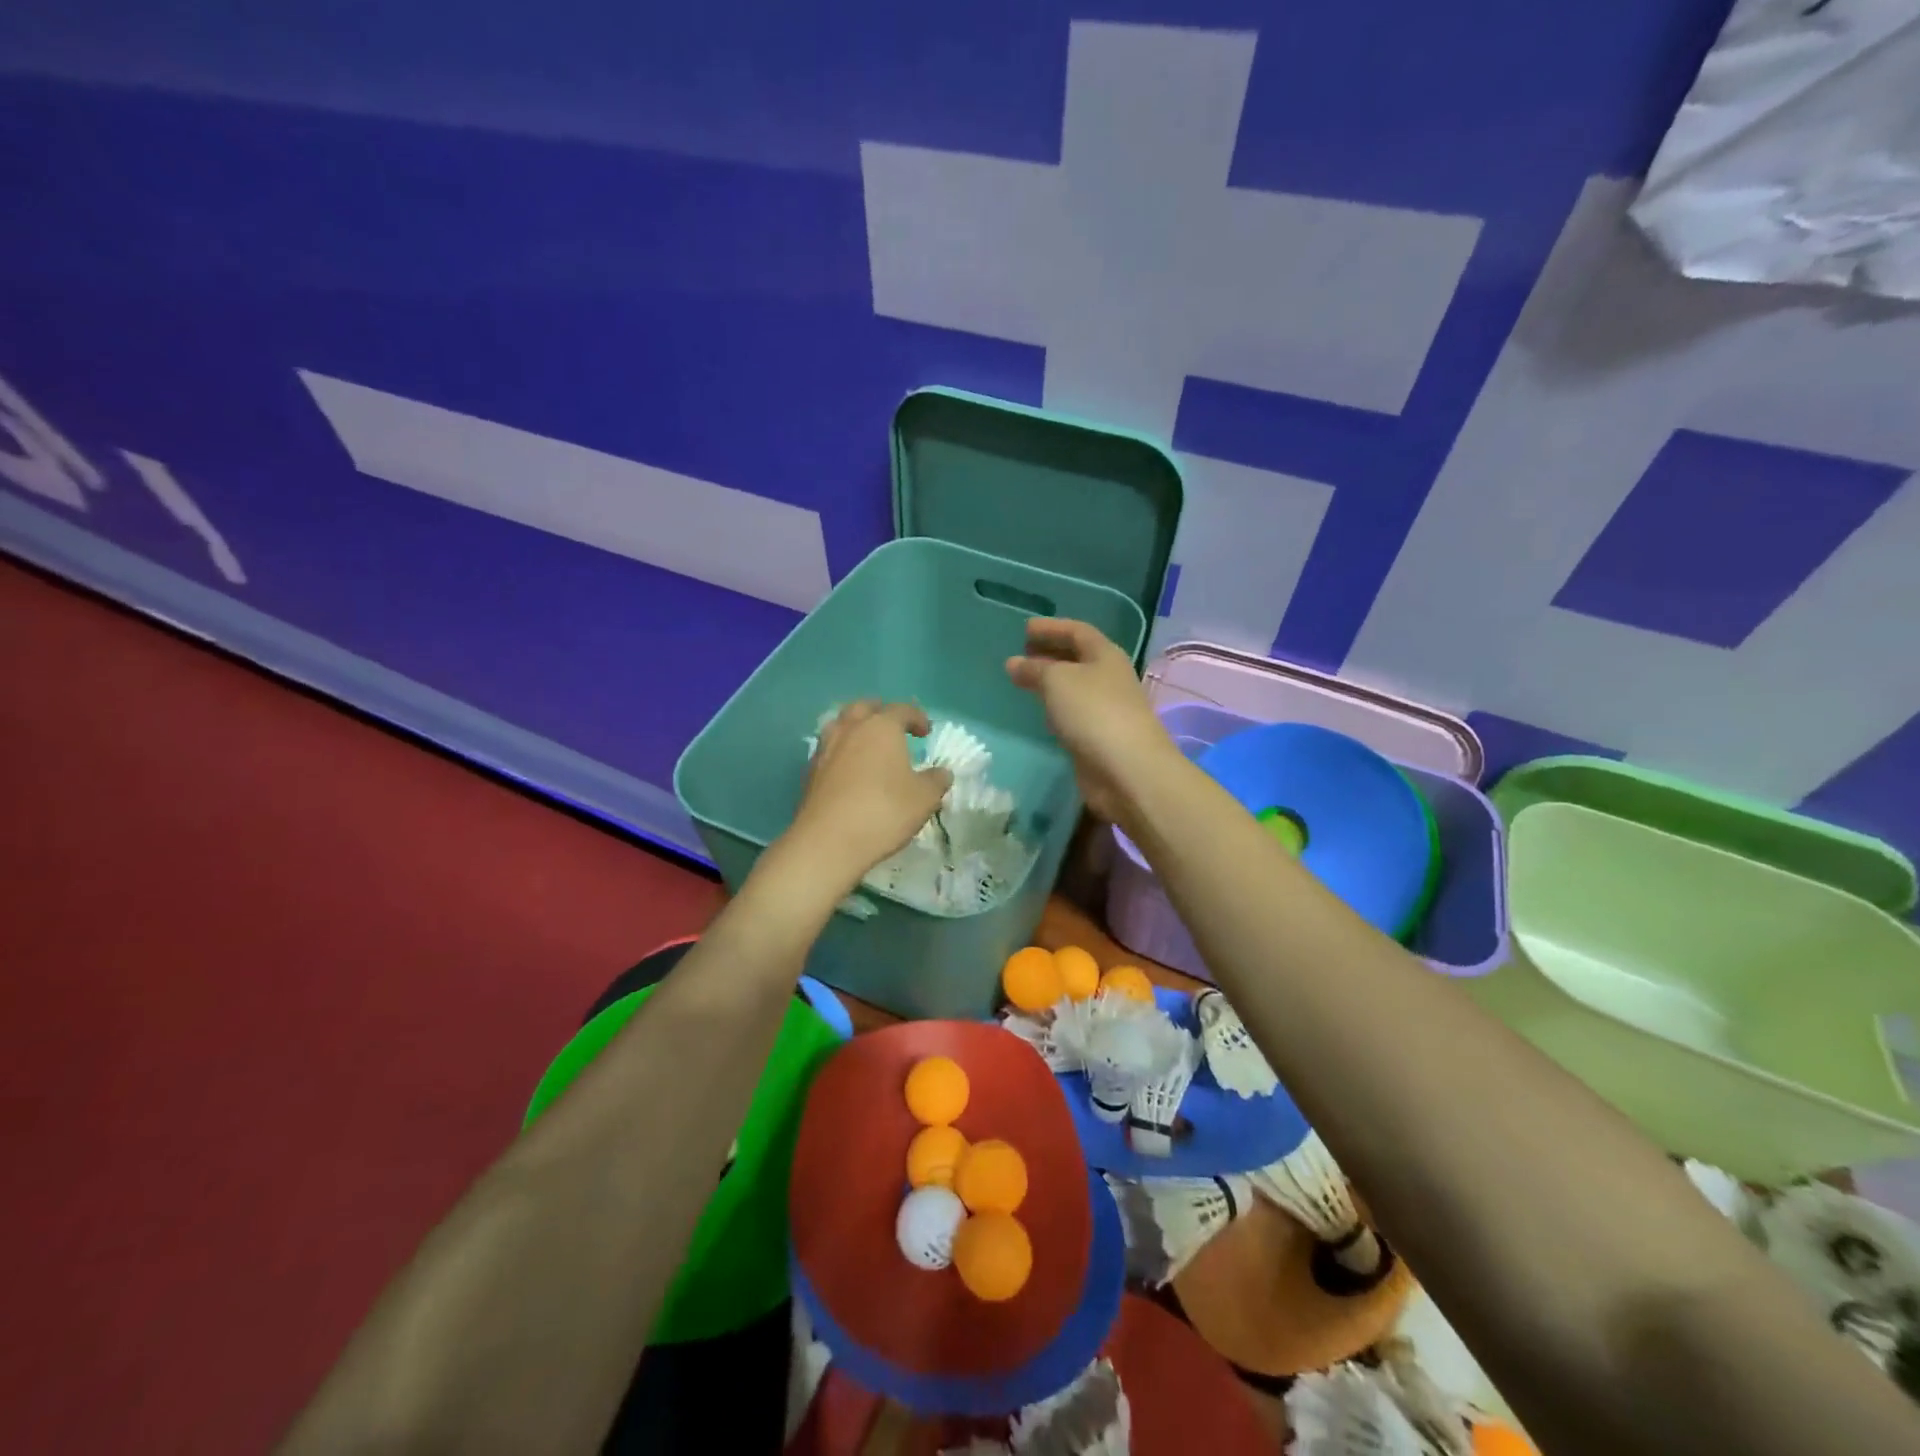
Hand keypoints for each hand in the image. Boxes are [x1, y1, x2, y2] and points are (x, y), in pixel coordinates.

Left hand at [781, 701, 952, 890]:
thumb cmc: (884, 811)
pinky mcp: (810, 772)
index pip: (901, 709)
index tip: (925, 732)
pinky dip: (842, 753)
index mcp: (881, 727)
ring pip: (840, 725)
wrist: (828, 841)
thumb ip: (936, 781)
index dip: (917, 717)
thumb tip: (942, 773)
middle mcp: (850, 729)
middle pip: (864, 708)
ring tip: (868, 747)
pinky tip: (850, 772)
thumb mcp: (924, 798)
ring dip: (855, 730)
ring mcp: (825, 749)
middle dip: (880, 713)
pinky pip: (829, 751)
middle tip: (892, 728)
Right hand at [1006, 619, 1176, 823]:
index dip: (1052, 628)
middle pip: (1078, 658)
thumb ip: (1034, 669)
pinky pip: (1074, 713)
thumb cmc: (1093, 713)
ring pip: (1075, 687)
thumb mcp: (1057, 681)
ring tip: (1024, 680)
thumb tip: (1014, 663)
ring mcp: (1107, 709)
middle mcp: (1109, 678)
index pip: (1077, 631)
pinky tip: (1040, 712)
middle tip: (1022, 653)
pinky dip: (1056, 707)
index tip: (1025, 629)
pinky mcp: (1100, 737)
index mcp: (1105, 655)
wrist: (1127, 770)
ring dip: (1052, 681)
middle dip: (1050, 653)